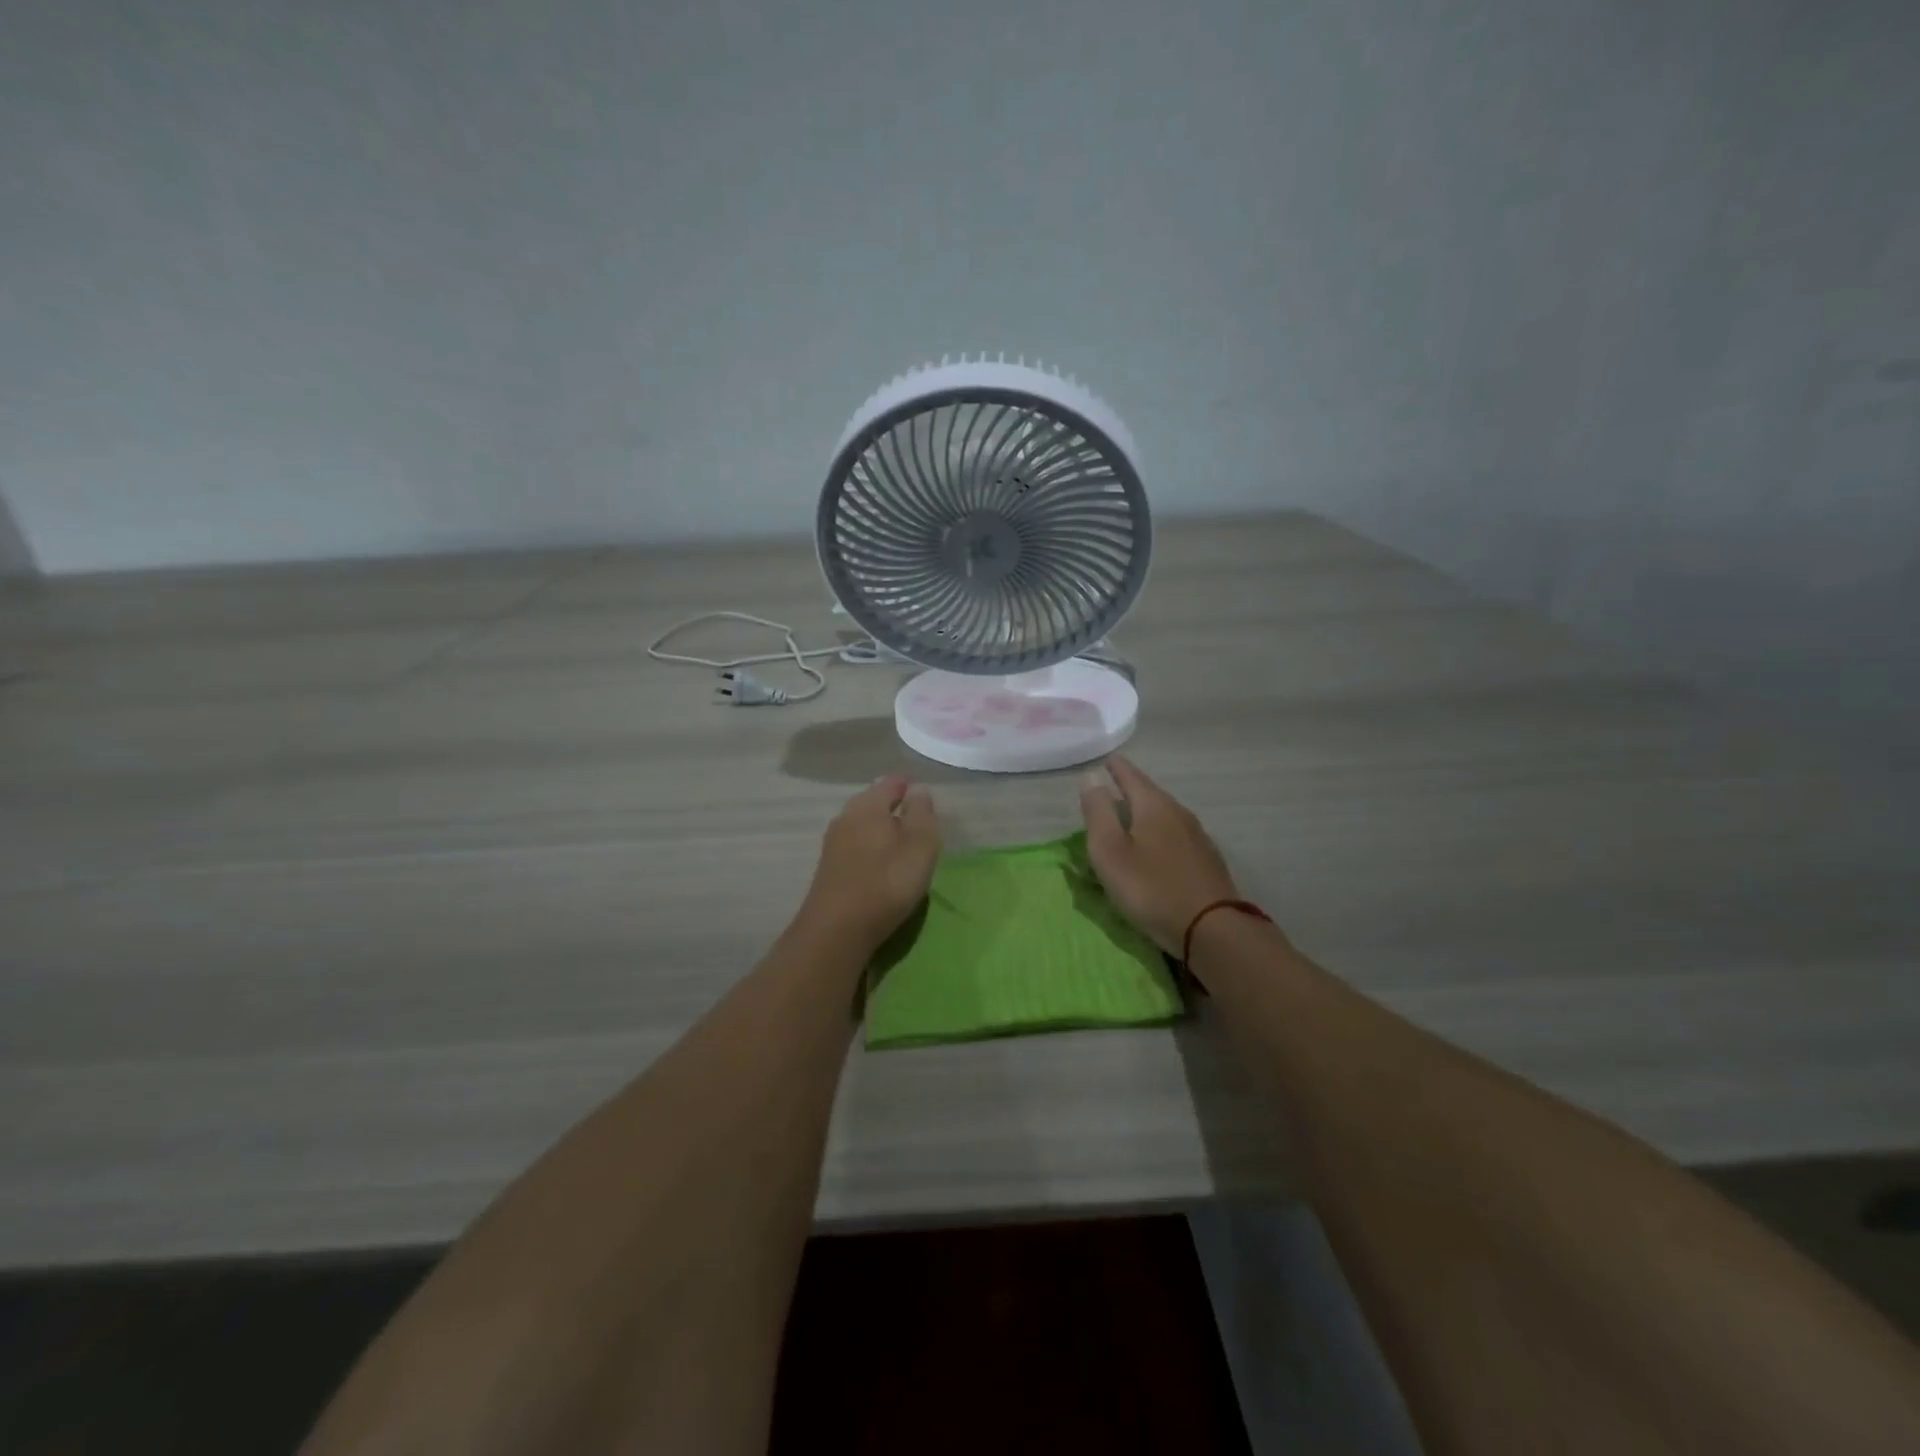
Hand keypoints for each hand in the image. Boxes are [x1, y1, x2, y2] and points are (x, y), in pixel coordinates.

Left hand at [797, 776, 940, 950]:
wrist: (837, 930)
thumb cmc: (887, 882)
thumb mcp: (919, 845)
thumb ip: (922, 813)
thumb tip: (918, 789)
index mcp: (868, 805)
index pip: (890, 783)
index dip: (907, 787)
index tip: (922, 795)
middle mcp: (846, 817)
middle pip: (872, 803)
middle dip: (892, 806)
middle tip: (915, 819)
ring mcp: (833, 844)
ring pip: (862, 826)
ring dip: (880, 829)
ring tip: (901, 843)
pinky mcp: (828, 869)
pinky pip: (855, 847)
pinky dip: (870, 848)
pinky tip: (880, 864)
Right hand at [1079, 756, 1242, 955]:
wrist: (1211, 928)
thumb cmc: (1150, 888)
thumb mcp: (1110, 851)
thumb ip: (1098, 813)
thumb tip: (1091, 778)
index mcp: (1153, 806)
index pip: (1131, 776)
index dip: (1116, 768)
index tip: (1107, 758)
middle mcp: (1179, 813)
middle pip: (1150, 794)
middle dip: (1131, 789)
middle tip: (1113, 786)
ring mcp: (1197, 837)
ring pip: (1165, 815)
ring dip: (1146, 813)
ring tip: (1130, 817)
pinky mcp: (1206, 861)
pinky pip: (1175, 836)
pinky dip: (1159, 834)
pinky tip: (1155, 847)